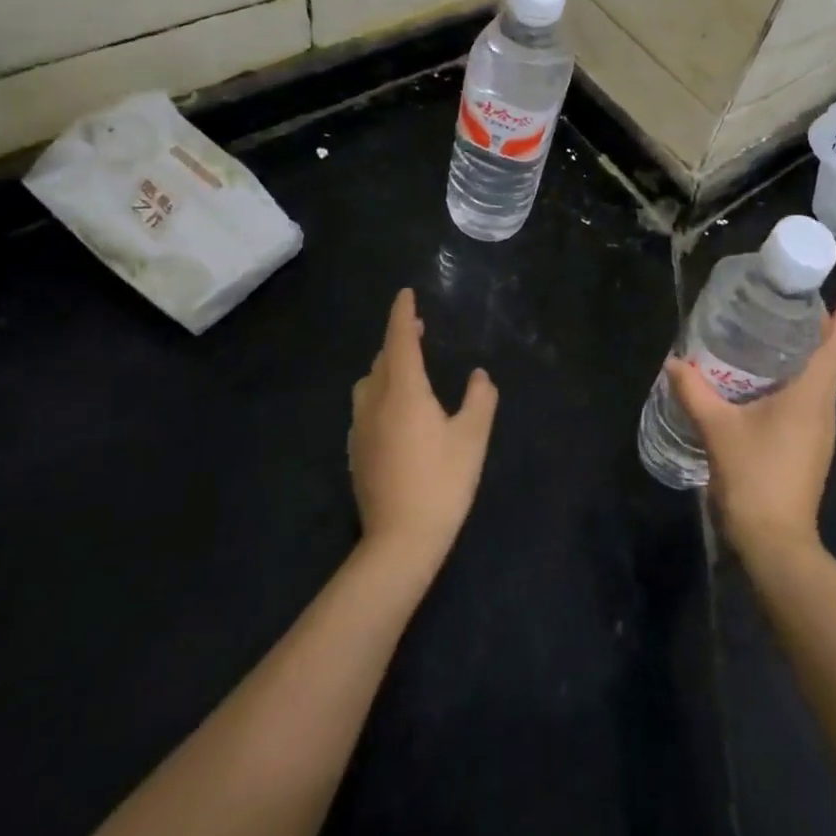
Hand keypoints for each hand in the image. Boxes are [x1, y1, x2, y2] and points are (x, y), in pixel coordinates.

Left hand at [349, 289, 497, 578]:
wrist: (399, 541)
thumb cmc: (441, 483)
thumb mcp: (472, 438)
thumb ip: (480, 400)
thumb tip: (480, 376)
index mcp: (404, 392)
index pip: (400, 340)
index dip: (403, 314)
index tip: (406, 294)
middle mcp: (375, 402)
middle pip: (382, 359)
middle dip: (398, 339)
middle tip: (417, 329)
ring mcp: (360, 429)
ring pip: (369, 382)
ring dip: (386, 366)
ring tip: (406, 366)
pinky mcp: (356, 452)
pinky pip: (365, 406)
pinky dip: (379, 392)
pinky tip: (394, 410)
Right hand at [667, 278, 835, 561]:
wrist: (776, 543)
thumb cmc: (755, 478)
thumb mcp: (718, 429)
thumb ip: (694, 392)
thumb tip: (673, 362)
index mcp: (812, 395)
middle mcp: (823, 407)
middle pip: (829, 354)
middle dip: (819, 322)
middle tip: (792, 294)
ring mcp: (818, 429)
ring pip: (818, 376)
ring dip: (804, 349)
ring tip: (774, 326)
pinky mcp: (808, 445)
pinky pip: (806, 397)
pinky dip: (792, 375)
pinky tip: (763, 375)